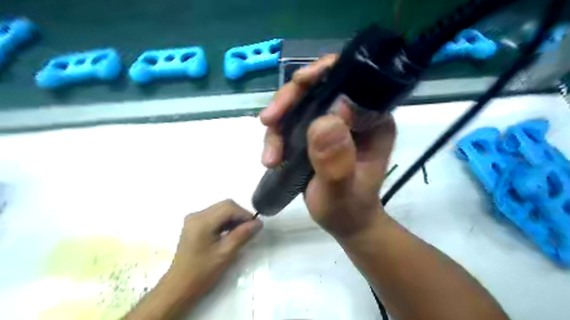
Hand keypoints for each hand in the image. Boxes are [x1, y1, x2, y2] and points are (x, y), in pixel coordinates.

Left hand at [165, 199, 261, 299]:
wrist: (179, 287)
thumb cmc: (202, 272)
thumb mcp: (226, 253)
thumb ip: (242, 235)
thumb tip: (259, 223)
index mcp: (202, 221)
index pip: (229, 207)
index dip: (245, 214)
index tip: (255, 226)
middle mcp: (196, 215)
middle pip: (225, 205)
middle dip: (240, 215)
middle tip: (250, 229)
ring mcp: (194, 219)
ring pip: (220, 209)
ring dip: (233, 218)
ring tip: (241, 232)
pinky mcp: (194, 224)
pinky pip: (215, 215)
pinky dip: (225, 221)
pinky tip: (230, 233)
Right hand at [260, 55, 396, 237]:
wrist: (343, 221)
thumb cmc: (348, 209)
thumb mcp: (341, 191)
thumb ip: (336, 161)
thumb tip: (324, 121)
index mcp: (373, 120)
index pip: (352, 80)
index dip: (324, 73)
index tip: (298, 84)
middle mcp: (353, 115)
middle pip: (318, 87)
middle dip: (290, 100)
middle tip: (268, 120)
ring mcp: (332, 123)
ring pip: (299, 104)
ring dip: (278, 124)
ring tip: (270, 155)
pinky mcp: (315, 133)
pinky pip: (291, 122)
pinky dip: (277, 136)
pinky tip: (271, 158)